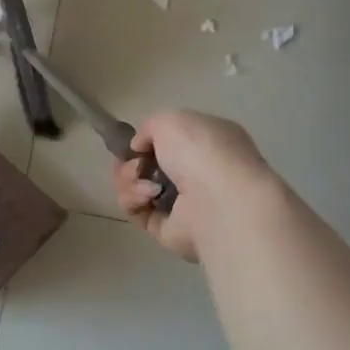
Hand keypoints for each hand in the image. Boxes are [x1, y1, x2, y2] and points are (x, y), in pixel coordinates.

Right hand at [111, 109, 272, 261]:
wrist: (219, 201)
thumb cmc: (200, 151)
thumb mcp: (170, 119)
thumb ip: (149, 127)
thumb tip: (139, 148)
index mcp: (208, 142)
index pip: (171, 141)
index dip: (147, 141)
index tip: (134, 143)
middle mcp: (198, 173)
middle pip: (148, 166)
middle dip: (131, 163)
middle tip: (135, 165)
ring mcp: (185, 204)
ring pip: (138, 187)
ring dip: (129, 180)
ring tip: (145, 184)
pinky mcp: (169, 230)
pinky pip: (138, 212)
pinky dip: (134, 201)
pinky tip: (146, 196)